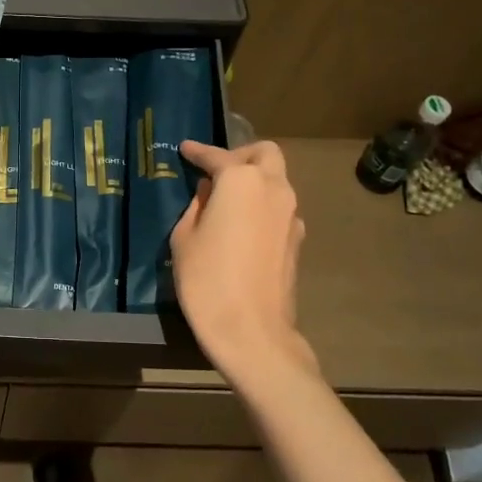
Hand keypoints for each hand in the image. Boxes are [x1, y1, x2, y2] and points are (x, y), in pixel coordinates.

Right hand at [170, 140, 319, 394]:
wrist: (251, 331)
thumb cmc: (207, 279)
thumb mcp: (184, 238)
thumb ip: (197, 206)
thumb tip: (210, 195)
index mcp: (241, 181)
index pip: (217, 156)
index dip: (198, 152)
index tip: (185, 149)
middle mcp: (273, 188)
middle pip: (264, 154)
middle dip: (240, 155)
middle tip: (216, 171)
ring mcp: (291, 214)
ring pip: (276, 180)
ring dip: (254, 181)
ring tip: (226, 201)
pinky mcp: (297, 240)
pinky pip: (278, 208)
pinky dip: (261, 206)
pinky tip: (241, 226)